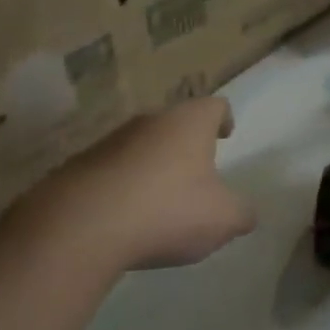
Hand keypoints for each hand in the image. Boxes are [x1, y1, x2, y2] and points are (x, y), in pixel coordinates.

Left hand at [50, 97, 254, 271]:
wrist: (82, 224)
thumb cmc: (167, 210)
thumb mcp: (222, 219)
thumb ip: (241, 213)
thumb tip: (247, 213)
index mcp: (189, 122)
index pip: (214, 105)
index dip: (223, 118)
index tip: (226, 135)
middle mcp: (151, 120)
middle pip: (176, 123)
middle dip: (187, 145)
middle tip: (197, 173)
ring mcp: (112, 140)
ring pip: (143, 145)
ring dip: (153, 165)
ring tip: (160, 200)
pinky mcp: (82, 164)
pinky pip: (114, 169)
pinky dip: (125, 185)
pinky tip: (126, 216)